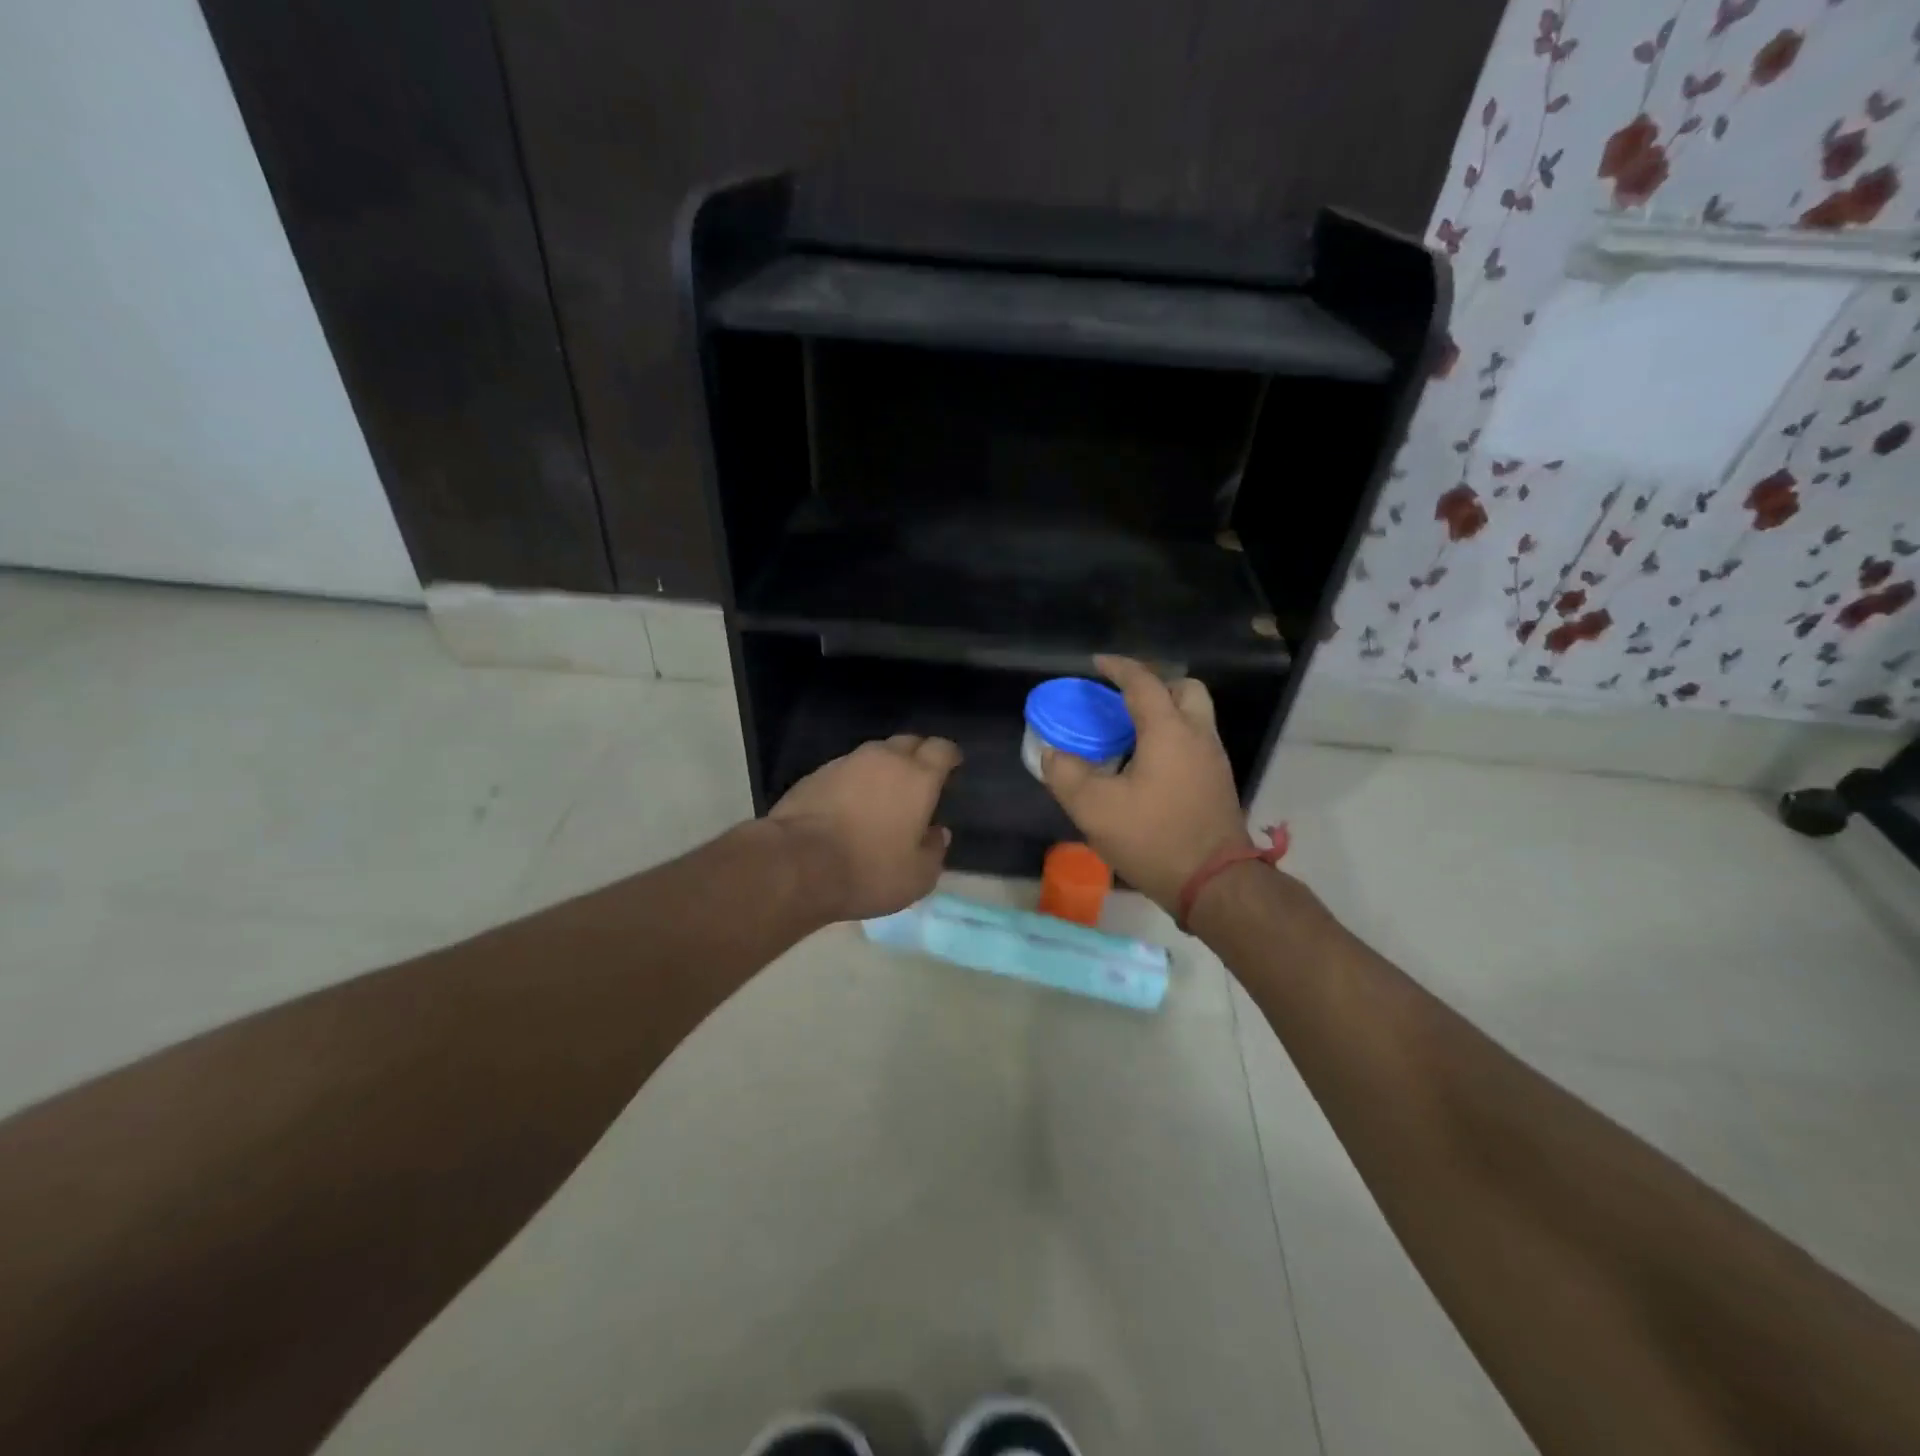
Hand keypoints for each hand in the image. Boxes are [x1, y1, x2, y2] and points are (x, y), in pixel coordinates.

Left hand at [769, 735, 961, 921]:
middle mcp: (884, 759)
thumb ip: (934, 850)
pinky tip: (849, 804)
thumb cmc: (869, 870)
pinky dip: (854, 781)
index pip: (942, 749)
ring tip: (883, 793)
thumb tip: (937, 833)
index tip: (952, 765)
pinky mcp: (815, 774)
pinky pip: (846, 769)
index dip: (949, 755)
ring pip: (875, 754)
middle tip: (919, 779)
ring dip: (883, 767)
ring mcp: (846, 762)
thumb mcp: (917, 876)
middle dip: (918, 755)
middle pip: (908, 742)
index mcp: (918, 777)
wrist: (797, 863)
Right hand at [1041, 656, 1250, 912]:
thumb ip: (1066, 775)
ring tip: (1129, 737)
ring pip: (1193, 717)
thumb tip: (1053, 754)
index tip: (1096, 664)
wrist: (1214, 884)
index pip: (1143, 682)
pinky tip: (1146, 769)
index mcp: (1168, 731)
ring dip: (1164, 714)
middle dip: (1154, 686)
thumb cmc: (1154, 838)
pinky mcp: (1219, 784)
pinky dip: (1172, 740)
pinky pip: (1195, 743)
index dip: (1118, 668)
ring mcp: (1214, 760)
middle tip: (1123, 704)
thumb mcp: (1094, 809)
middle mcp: (1197, 736)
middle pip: (1184, 690)